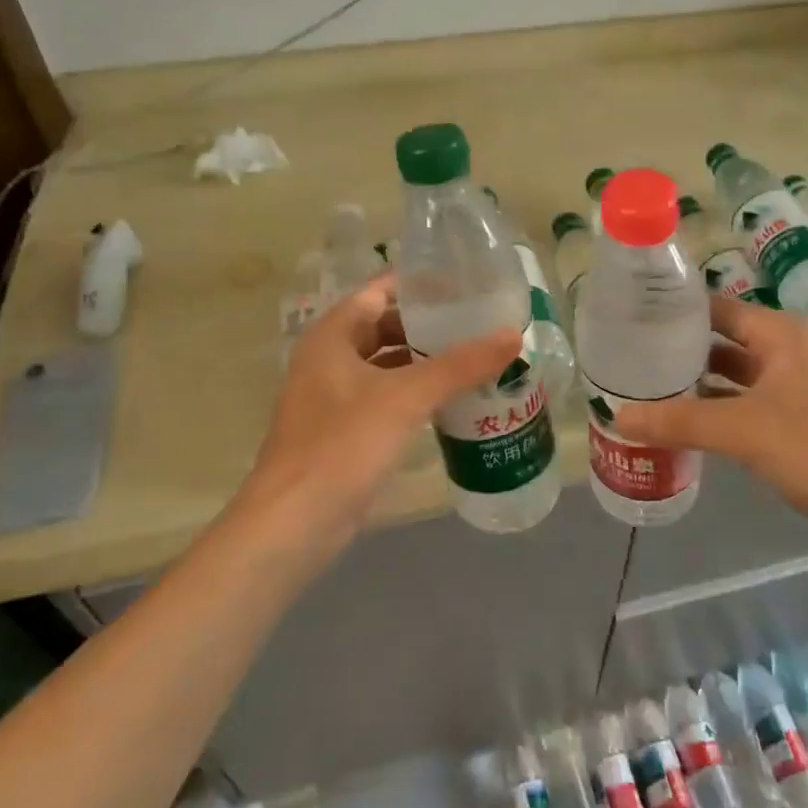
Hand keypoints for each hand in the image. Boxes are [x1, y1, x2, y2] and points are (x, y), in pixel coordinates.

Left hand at [231, 276, 518, 563]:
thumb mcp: (406, 397)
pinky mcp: (342, 433)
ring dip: (424, 362)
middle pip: (384, 327)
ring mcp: (332, 398)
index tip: (465, 283)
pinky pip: (385, 399)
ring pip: (386, 365)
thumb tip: (513, 335)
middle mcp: (328, 359)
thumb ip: (461, 364)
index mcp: (332, 335)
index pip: (380, 290)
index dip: (420, 284)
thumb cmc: (343, 445)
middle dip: (428, 326)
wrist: (293, 525)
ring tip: (474, 358)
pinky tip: (450, 402)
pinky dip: (414, 394)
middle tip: (478, 323)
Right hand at [615, 295, 807, 556]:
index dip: (676, 312)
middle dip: (682, 350)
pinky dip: (721, 407)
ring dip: (700, 382)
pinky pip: (751, 401)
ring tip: (649, 389)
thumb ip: (679, 421)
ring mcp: (801, 385)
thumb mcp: (742, 431)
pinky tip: (689, 423)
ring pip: (738, 373)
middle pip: (725, 339)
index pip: (717, 307)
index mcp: (782, 333)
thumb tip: (618, 417)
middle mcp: (792, 349)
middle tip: (631, 359)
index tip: (631, 321)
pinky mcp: (805, 418)